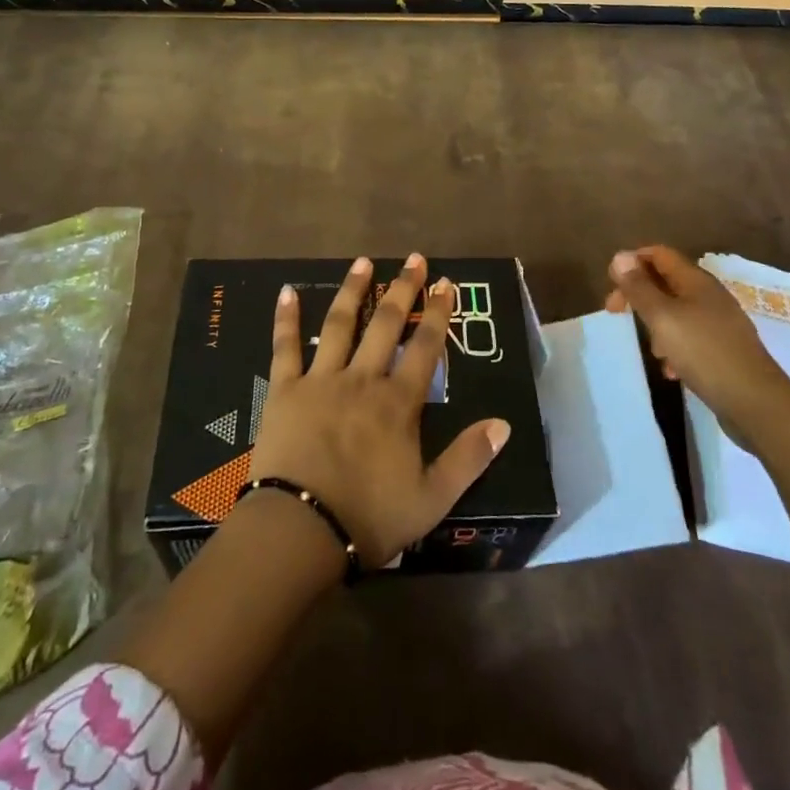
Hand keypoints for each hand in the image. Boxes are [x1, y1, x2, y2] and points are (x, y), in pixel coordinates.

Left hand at [248, 253, 510, 568]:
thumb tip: (504, 424)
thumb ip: (468, 459)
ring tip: (364, 261)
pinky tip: (287, 291)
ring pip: (339, 324)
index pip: (426, 347)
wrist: (300, 530)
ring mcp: (321, 380)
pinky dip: (286, 318)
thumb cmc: (368, 517)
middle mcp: (362, 379)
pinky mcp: (285, 390)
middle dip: (402, 289)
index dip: (438, 313)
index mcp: (398, 402)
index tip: (446, 284)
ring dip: (353, 290)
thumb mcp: (431, 499)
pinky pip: (285, 347)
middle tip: (414, 259)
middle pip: (386, 324)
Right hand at [606, 246, 789, 436]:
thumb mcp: (662, 317)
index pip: (659, 254)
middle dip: (639, 295)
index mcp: (696, 281)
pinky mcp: (724, 351)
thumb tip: (619, 256)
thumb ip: (639, 287)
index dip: (633, 261)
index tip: (611, 283)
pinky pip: (691, 339)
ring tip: (649, 348)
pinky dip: (674, 348)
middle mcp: (709, 296)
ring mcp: (719, 324)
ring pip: (677, 312)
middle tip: (615, 313)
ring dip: (656, 324)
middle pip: (666, 282)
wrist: (756, 403)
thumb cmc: (704, 352)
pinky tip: (671, 370)